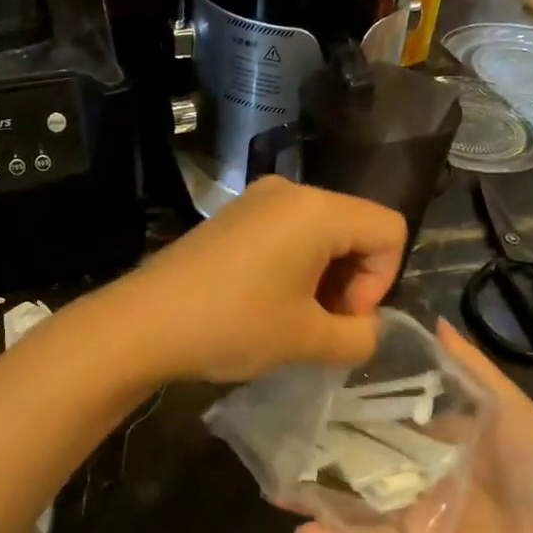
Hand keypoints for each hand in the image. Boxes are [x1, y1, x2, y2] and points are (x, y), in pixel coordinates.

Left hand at [113, 177, 408, 383]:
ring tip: (294, 321)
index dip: (381, 281)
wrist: (142, 322)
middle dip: (352, 281)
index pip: (389, 231)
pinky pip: (287, 234)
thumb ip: (359, 337)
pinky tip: (266, 304)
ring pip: (322, 234)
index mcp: (317, 209)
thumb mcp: (307, 340)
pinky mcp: (233, 218)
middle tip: (321, 327)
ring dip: (324, 279)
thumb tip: (367, 330)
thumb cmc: (232, 324)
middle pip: (356, 228)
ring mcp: (256, 200)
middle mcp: (290, 192)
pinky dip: (295, 268)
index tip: (341, 318)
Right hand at [293, 321, 532, 532]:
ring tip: (274, 488)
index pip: (382, 421)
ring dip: (317, 499)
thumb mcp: (507, 404)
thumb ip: (470, 367)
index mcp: (435, 442)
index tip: (308, 388)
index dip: (348, 407)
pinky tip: (301, 531)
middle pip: (361, 464)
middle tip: (277, 438)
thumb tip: (435, 317)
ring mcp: (413, 516)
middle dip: (321, 456)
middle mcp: (417, 477)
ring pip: (356, 505)